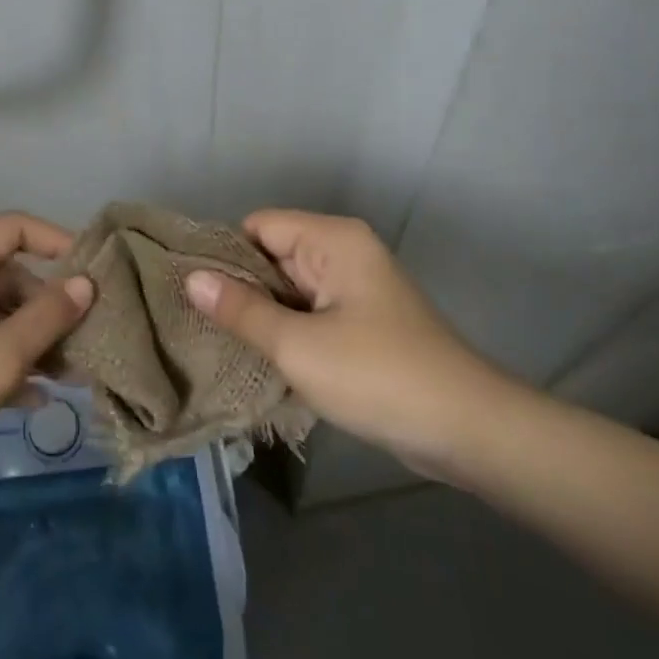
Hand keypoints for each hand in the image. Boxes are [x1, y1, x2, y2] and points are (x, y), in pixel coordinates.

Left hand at [0, 213, 94, 490]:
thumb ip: (45, 318)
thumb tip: (86, 283)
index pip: (13, 228)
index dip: (57, 242)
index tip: (96, 272)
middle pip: (9, 275)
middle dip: (49, 305)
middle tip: (91, 337)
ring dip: (34, 339)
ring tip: (74, 373)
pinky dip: (9, 362)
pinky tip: (38, 399)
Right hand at [183, 209, 519, 478]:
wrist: (469, 432)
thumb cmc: (379, 376)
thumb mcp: (298, 346)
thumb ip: (241, 310)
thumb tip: (190, 278)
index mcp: (332, 240)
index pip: (258, 226)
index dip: (225, 255)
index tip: (193, 291)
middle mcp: (343, 252)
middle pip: (272, 255)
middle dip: (240, 288)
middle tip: (198, 323)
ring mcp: (355, 288)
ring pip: (289, 288)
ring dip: (262, 315)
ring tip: (219, 342)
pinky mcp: (362, 321)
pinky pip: (310, 312)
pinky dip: (287, 331)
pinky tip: (259, 358)